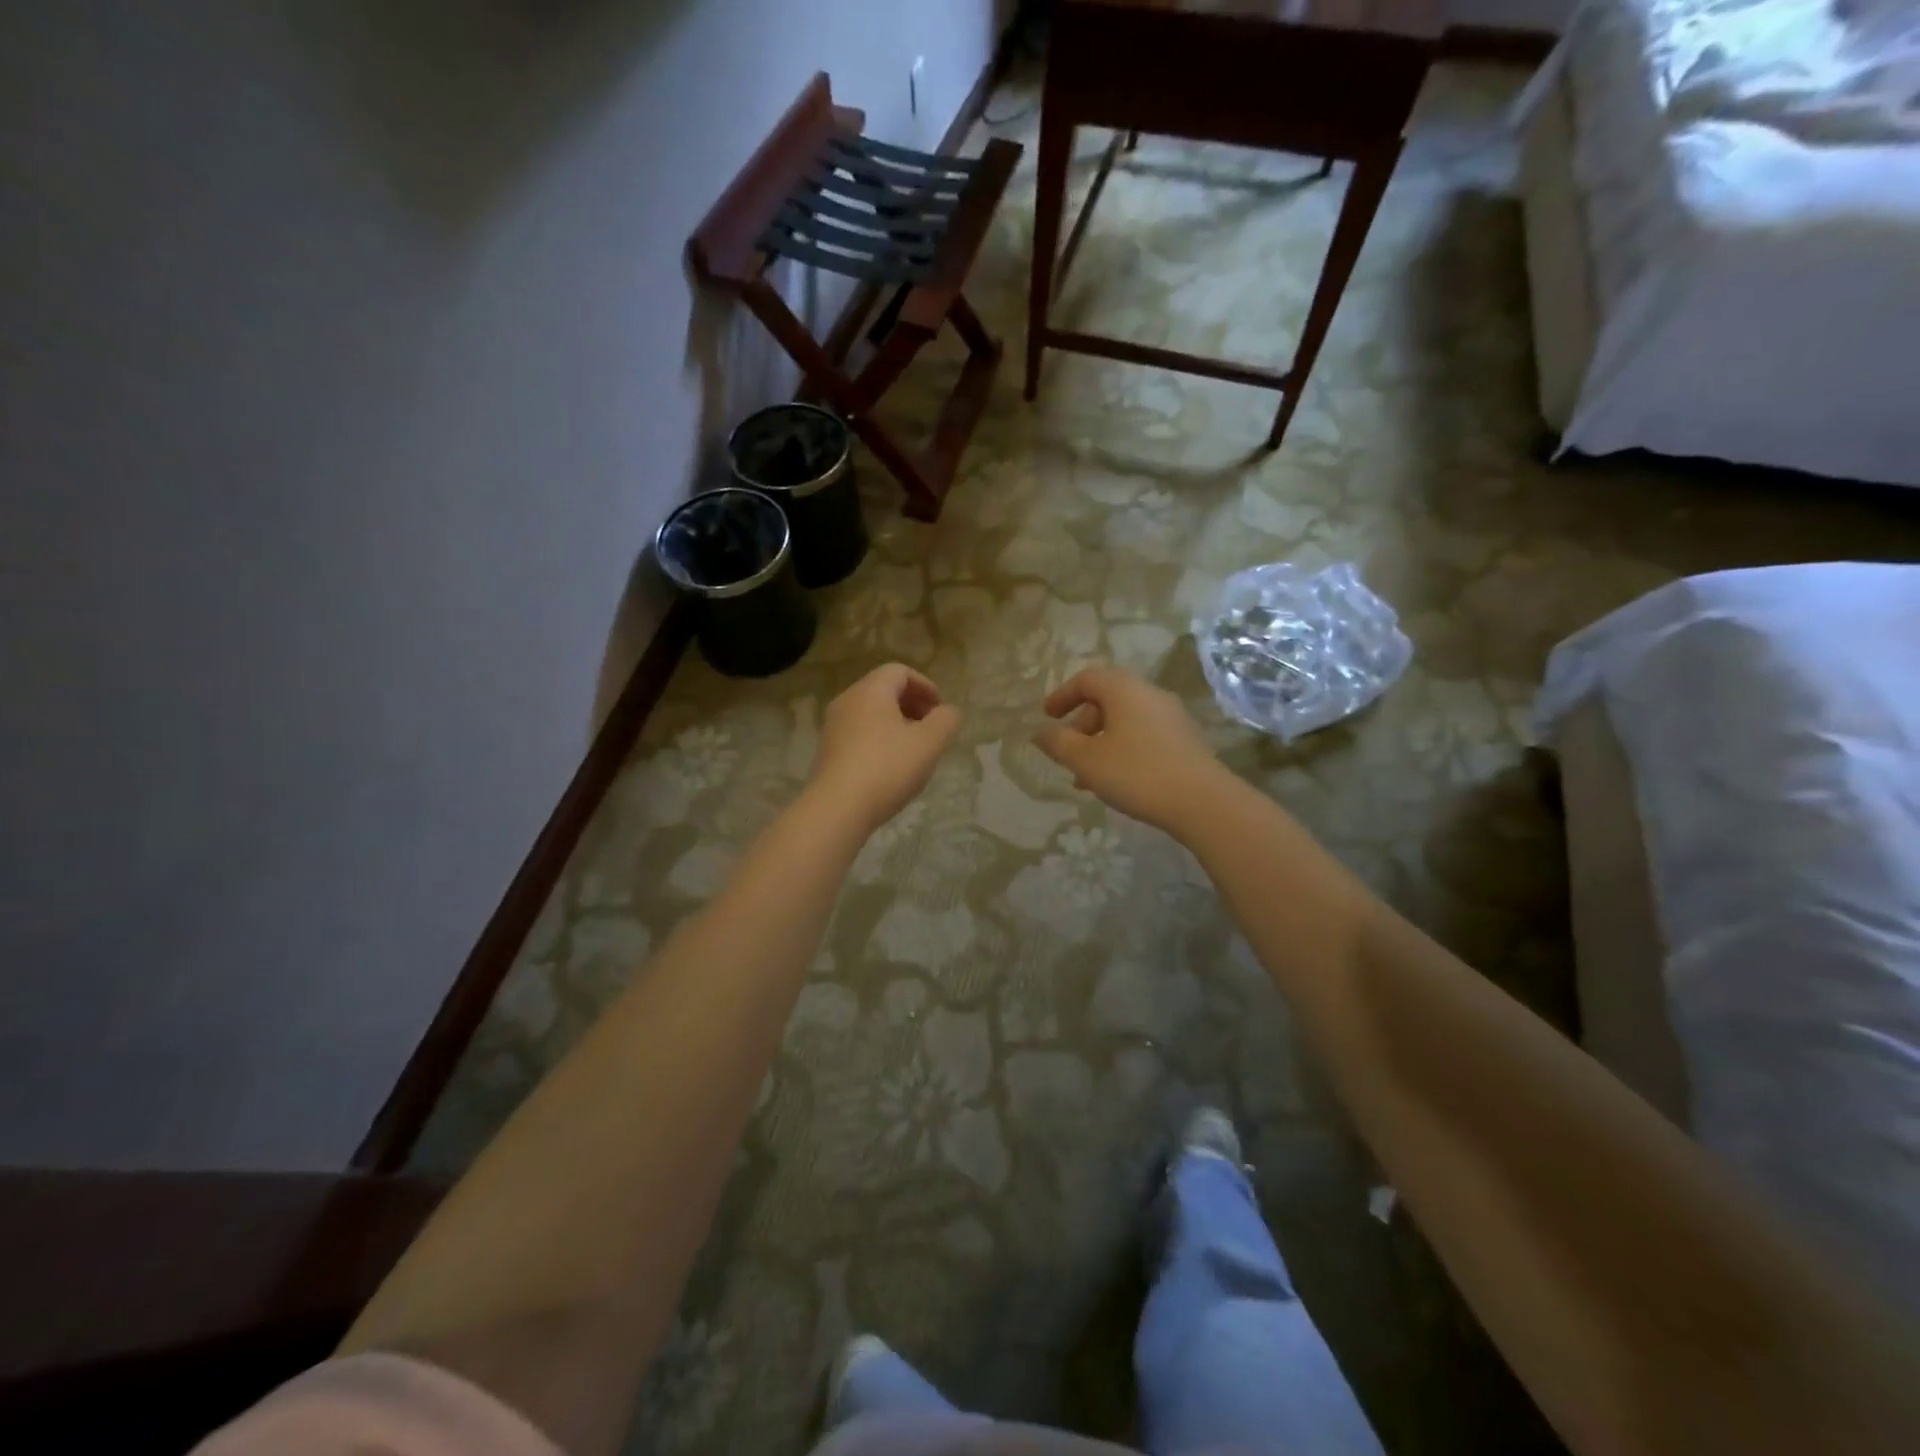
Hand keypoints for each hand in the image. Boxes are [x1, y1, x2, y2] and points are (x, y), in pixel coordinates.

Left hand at [809, 664, 960, 833]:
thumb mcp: (929, 743)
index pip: (899, 671)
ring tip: (914, 752)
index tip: (939, 710)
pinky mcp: (828, 752)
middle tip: (931, 730)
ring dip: (896, 725)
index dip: (925, 686)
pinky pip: (859, 734)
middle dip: (912, 705)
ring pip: (871, 714)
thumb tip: (947, 712)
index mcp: (871, 691)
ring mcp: (833, 727)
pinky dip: (879, 741)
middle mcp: (847, 701)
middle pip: (884, 691)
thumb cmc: (887, 768)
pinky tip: (891, 769)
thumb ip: (946, 721)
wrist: (837, 808)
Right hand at [1033, 667, 1224, 834]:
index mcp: (1124, 690)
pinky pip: (1144, 735)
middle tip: (1067, 751)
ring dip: (1101, 742)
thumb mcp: (1086, 760)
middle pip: (1107, 698)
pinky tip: (1117, 781)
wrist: (1202, 802)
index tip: (1047, 716)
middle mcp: (1150, 694)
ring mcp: (1172, 717)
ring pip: (1125, 720)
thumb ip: (1058, 743)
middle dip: (1081, 724)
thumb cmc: (1136, 773)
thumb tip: (1039, 732)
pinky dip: (1122, 749)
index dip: (1062, 695)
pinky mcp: (1185, 740)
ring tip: (1086, 777)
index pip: (1087, 679)